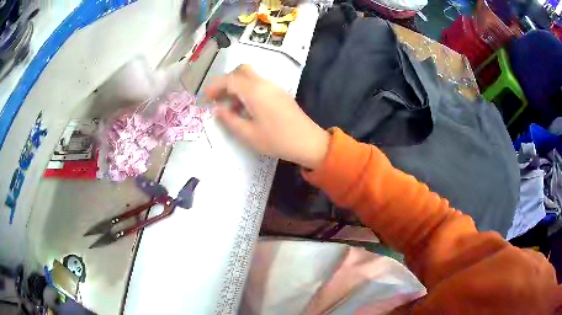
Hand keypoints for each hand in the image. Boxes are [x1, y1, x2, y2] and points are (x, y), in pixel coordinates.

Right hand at [206, 65, 329, 168]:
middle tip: (219, 98)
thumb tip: (217, 109)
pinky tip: (247, 108)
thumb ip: (229, 120)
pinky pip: (260, 84)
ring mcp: (274, 87)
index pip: (229, 79)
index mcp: (254, 91)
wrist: (308, 142)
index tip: (206, 98)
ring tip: (231, 107)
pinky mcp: (280, 93)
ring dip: (238, 86)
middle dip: (227, 81)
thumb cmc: (277, 140)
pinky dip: (248, 90)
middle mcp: (264, 84)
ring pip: (251, 76)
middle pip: (242, 70)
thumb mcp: (248, 134)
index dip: (215, 86)